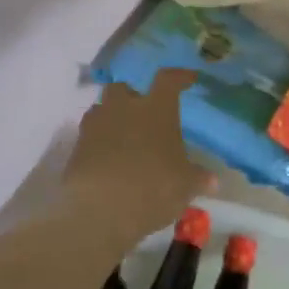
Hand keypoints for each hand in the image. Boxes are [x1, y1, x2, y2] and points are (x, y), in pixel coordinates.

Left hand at [62, 69, 207, 241]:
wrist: (100, 211)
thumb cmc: (153, 188)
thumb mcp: (185, 186)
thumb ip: (198, 178)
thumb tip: (212, 180)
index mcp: (156, 109)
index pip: (168, 80)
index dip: (179, 77)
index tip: (188, 79)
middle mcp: (123, 108)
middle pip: (123, 88)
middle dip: (132, 96)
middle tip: (144, 114)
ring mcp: (95, 127)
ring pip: (101, 109)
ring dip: (112, 117)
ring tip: (124, 137)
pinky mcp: (76, 149)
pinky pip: (89, 136)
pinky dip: (99, 143)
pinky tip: (109, 160)